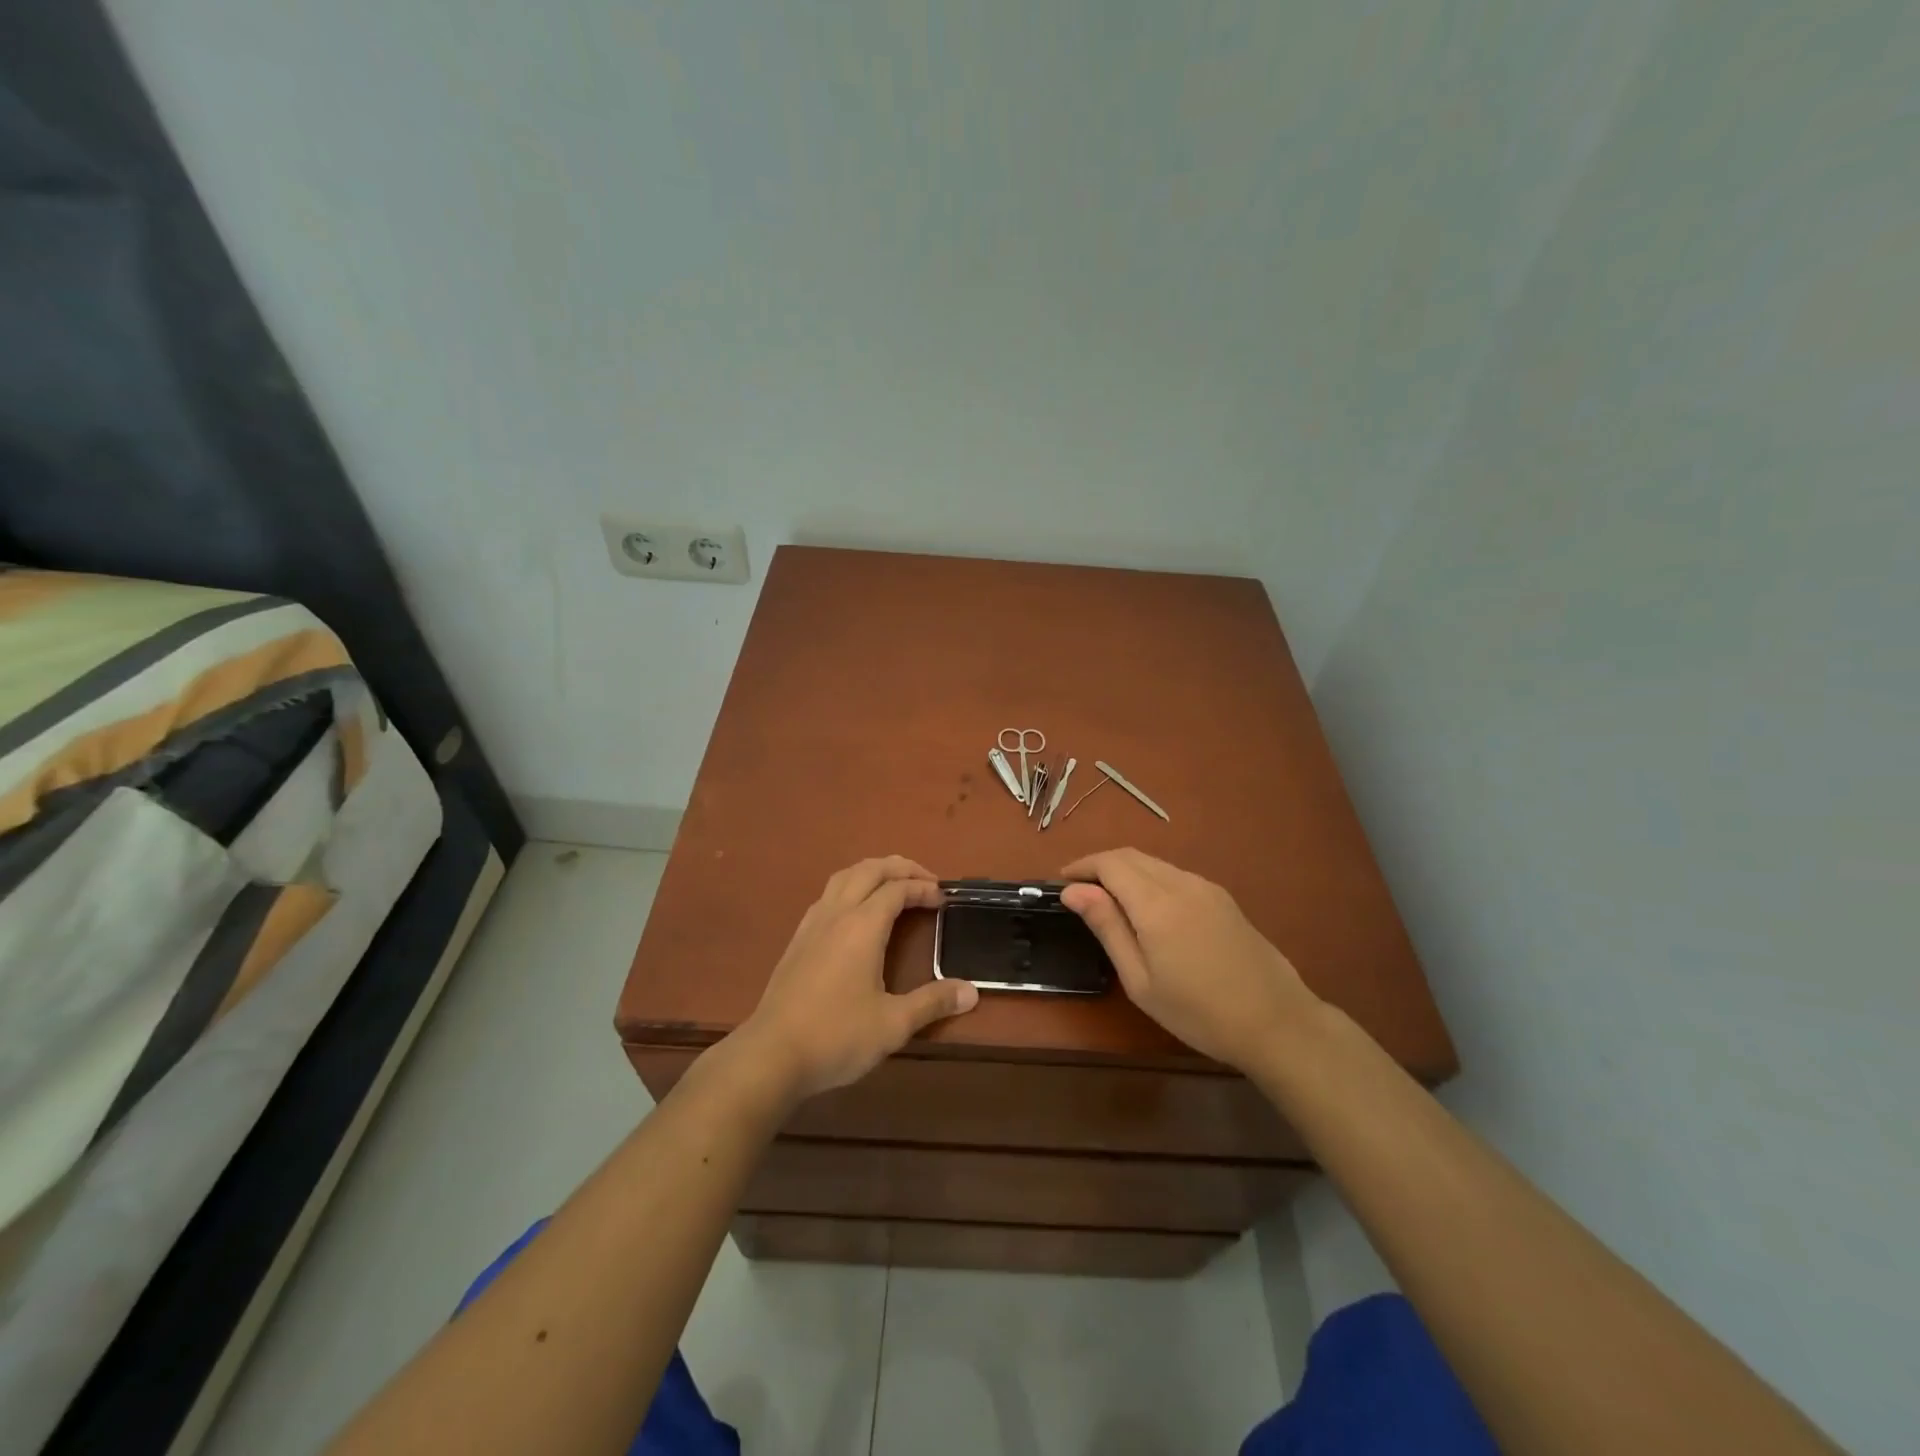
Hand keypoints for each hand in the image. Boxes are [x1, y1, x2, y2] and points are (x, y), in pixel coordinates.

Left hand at [735, 856, 978, 1100]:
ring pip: (844, 877)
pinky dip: (851, 888)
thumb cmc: (836, 1036)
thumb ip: (933, 1003)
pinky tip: (856, 913)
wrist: (771, 1055)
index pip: (897, 889)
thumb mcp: (893, 1024)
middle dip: (900, 868)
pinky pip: (828, 895)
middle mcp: (836, 914)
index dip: (923, 887)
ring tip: (893, 885)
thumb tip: (972, 992)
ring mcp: (812, 924)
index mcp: (862, 926)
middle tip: (926, 880)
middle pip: (869, 870)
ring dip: (872, 872)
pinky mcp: (797, 940)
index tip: (944, 899)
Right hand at [1060, 848, 1318, 1072]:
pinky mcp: (1222, 898)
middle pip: (1131, 856)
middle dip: (1100, 865)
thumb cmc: (1199, 1012)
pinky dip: (1150, 879)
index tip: (1061, 883)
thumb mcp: (1140, 980)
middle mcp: (1181, 883)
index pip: (1109, 863)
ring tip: (1108, 901)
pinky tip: (1147, 910)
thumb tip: (1073, 890)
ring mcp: (1206, 887)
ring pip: (1154, 863)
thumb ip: (1107, 928)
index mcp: (1156, 903)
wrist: (1277, 1022)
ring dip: (1125, 871)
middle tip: (1079, 892)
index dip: (1081, 867)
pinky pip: (1175, 875)